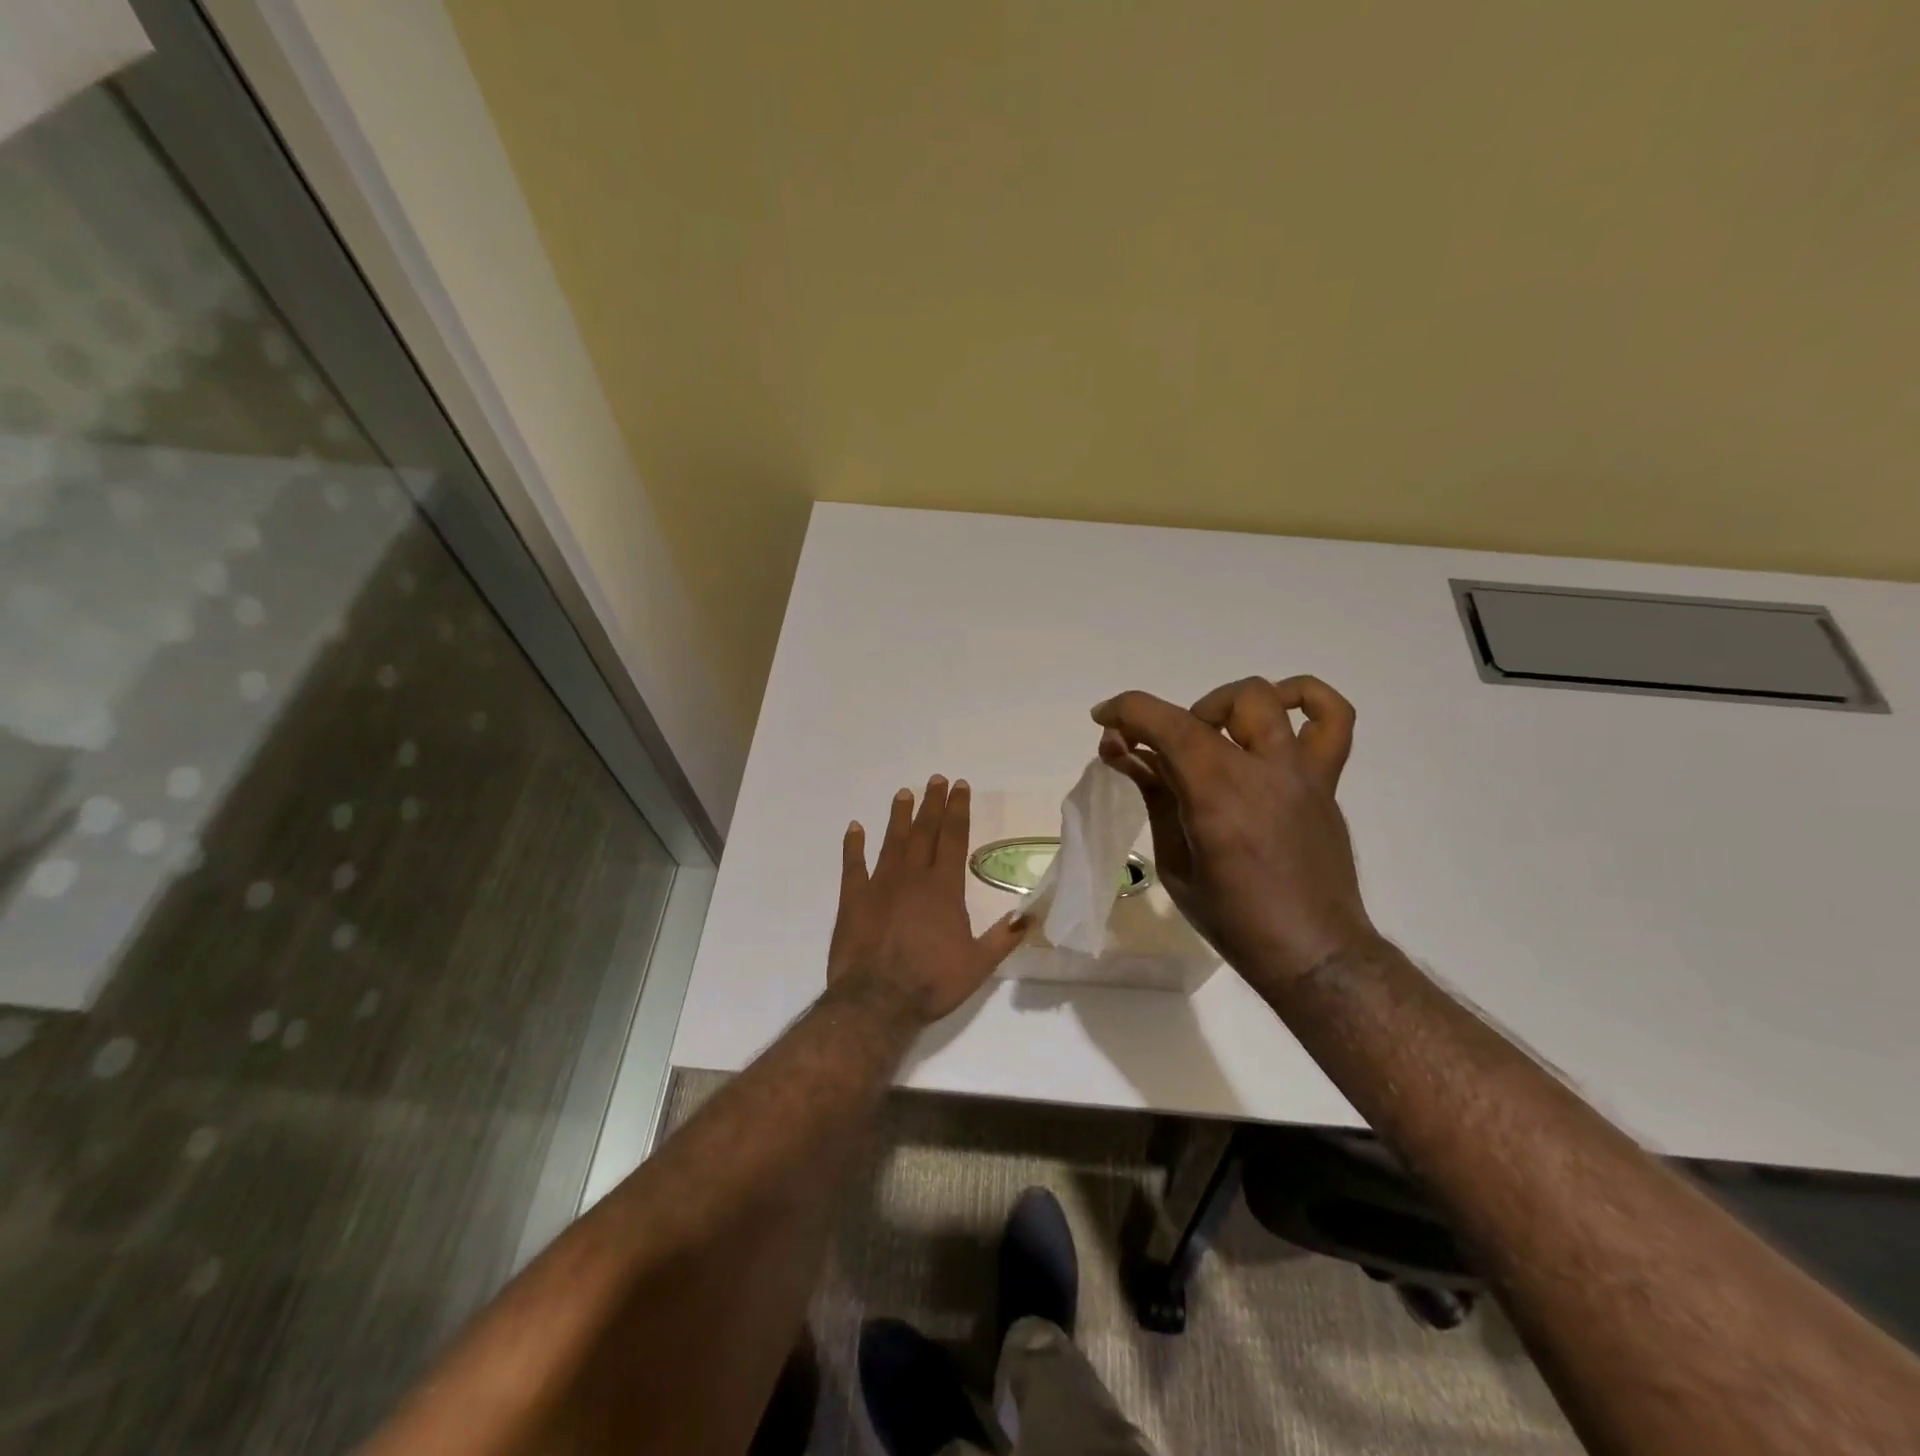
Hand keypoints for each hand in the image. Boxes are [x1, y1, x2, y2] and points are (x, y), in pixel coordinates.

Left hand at [827, 776, 1029, 1024]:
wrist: (877, 1000)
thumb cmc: (931, 982)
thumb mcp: (978, 965)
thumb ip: (1003, 938)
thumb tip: (1028, 916)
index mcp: (944, 888)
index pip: (953, 838)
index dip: (958, 810)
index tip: (960, 787)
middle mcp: (912, 877)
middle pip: (924, 831)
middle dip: (932, 804)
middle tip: (936, 779)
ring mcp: (879, 885)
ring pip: (892, 841)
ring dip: (899, 817)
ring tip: (904, 793)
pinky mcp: (853, 899)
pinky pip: (853, 865)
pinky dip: (853, 846)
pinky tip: (854, 828)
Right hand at [1092, 676, 1374, 987]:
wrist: (1312, 950)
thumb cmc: (1233, 919)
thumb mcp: (1176, 863)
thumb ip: (1155, 797)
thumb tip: (1125, 752)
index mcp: (1218, 798)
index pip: (1169, 727)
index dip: (1128, 711)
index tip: (1104, 719)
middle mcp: (1262, 773)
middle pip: (1210, 708)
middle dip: (1170, 718)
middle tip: (1161, 754)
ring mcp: (1301, 773)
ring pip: (1265, 699)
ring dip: (1224, 706)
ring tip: (1212, 734)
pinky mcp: (1325, 781)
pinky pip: (1334, 720)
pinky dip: (1306, 699)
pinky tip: (1278, 713)